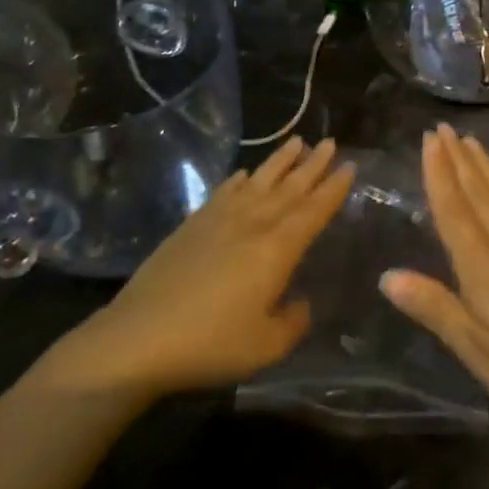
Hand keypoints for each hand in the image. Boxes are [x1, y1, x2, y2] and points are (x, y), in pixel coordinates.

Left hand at [44, 138, 353, 398]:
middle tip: (331, 143)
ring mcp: (219, 220)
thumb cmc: (210, 344)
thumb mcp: (266, 346)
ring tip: (298, 142)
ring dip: (280, 161)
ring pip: (258, 181)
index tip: (350, 165)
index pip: (313, 211)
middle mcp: (252, 224)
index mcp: (277, 249)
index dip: (334, 188)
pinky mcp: (192, 225)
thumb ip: (294, 321)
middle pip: (290, 188)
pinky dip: (239, 179)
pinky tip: (245, 173)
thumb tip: (301, 303)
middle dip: (313, 165)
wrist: (138, 338)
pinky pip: (224, 192)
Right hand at [380, 123, 488, 441]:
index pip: (453, 209)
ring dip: (485, 166)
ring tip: (471, 142)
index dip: (438, 173)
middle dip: (458, 159)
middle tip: (443, 127)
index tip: (428, 139)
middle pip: (479, 192)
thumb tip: (387, 276)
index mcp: (483, 265)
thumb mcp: (481, 351)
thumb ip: (436, 309)